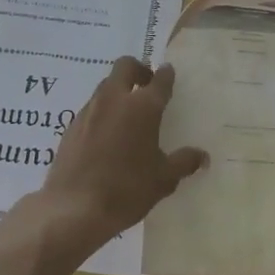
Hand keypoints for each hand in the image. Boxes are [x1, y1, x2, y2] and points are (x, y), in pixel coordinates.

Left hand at [35, 57, 207, 249]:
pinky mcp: (72, 125)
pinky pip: (91, 107)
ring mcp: (90, 110)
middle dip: (138, 70)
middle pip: (125, 67)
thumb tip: (202, 156)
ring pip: (106, 85)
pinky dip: (102, 111)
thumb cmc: (126, 190)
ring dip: (118, 90)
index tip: (168, 74)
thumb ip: (183, 162)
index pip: (159, 80)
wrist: (74, 208)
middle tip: (146, 85)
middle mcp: (115, 99)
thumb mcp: (163, 180)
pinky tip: (106, 134)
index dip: (166, 75)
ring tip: (127, 112)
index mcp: (143, 107)